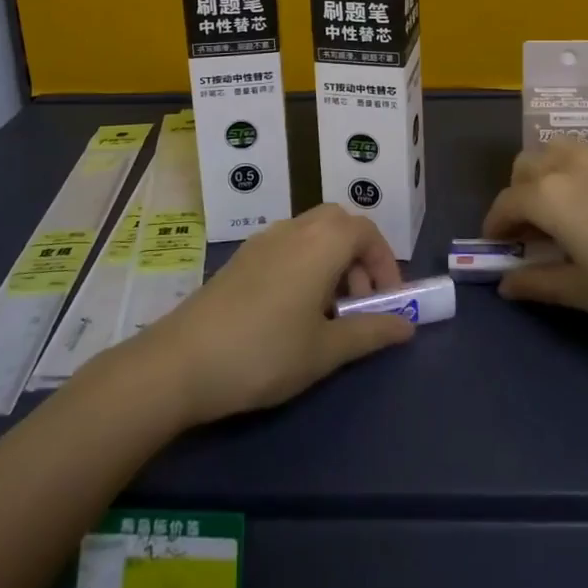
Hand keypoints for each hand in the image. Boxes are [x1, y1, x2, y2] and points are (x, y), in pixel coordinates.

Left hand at [137, 204, 413, 426]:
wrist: (181, 362)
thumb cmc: (264, 353)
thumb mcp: (325, 350)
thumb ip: (370, 332)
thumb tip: (407, 326)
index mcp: (322, 242)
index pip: (367, 232)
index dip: (385, 264)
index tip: (388, 303)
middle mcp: (295, 228)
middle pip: (340, 225)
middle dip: (359, 259)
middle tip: (359, 305)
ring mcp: (265, 239)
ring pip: (313, 234)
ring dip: (332, 263)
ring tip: (328, 315)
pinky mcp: (242, 257)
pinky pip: (288, 246)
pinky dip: (306, 265)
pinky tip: (293, 312)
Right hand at [482, 142, 587, 341]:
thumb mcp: (586, 292)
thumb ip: (538, 283)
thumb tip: (505, 284)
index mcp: (551, 195)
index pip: (507, 202)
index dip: (495, 224)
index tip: (496, 246)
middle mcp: (571, 165)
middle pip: (526, 166)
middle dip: (518, 194)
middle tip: (530, 231)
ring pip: (557, 152)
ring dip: (545, 175)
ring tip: (561, 212)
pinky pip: (587, 156)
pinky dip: (575, 173)